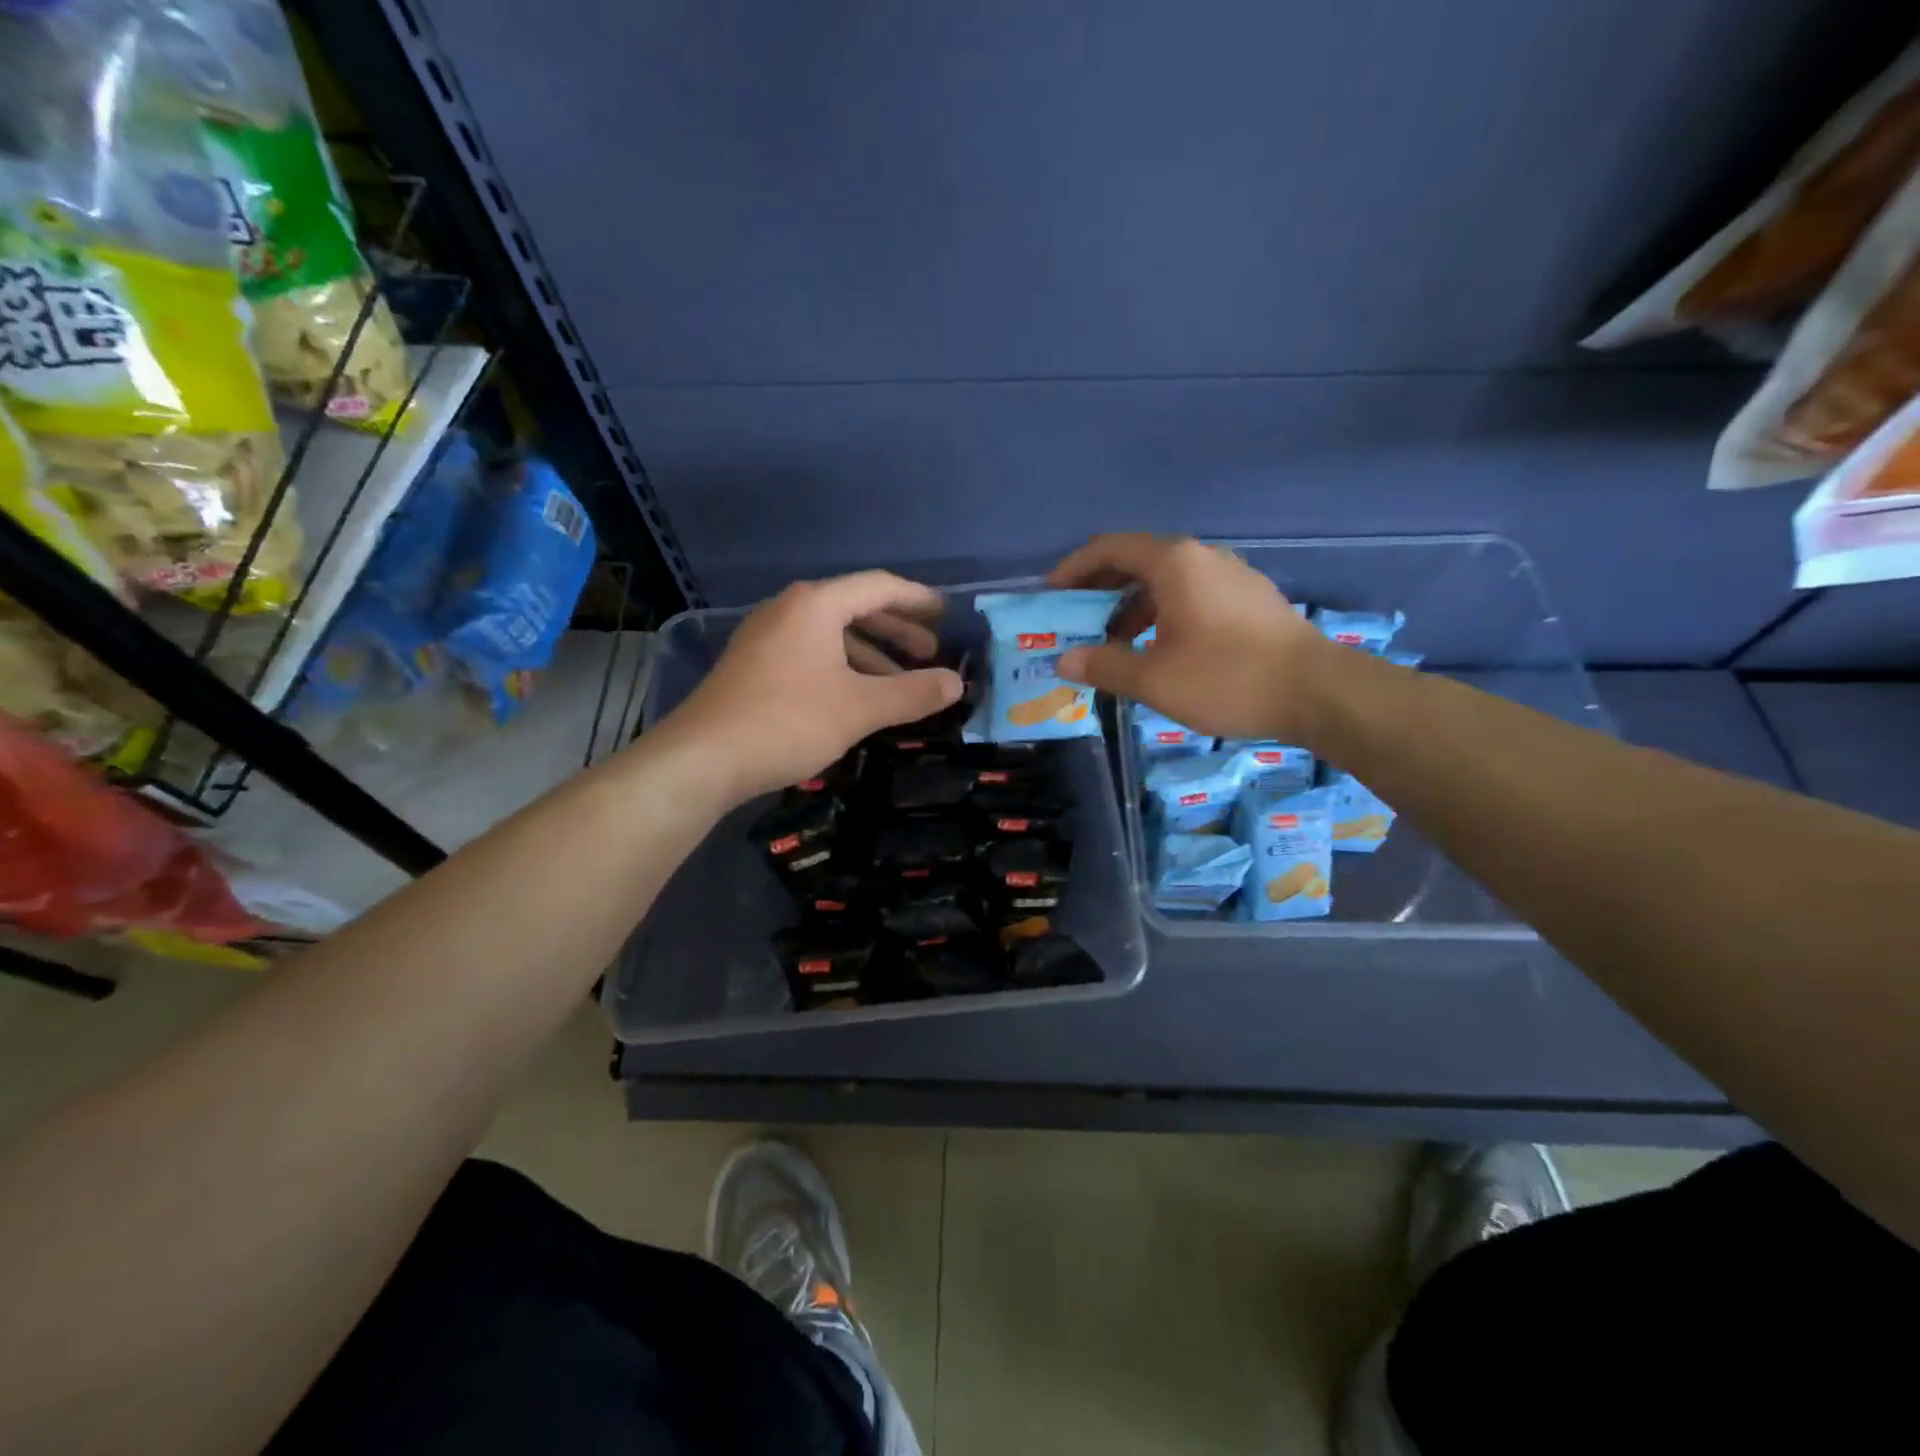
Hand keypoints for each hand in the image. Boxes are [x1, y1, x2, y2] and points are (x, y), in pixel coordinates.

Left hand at [661, 572, 963, 803]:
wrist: (702, 759)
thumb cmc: (788, 721)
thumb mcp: (860, 708)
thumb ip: (912, 693)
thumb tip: (957, 683)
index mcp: (816, 605)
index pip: (879, 587)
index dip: (917, 600)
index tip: (945, 614)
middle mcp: (789, 610)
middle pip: (854, 607)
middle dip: (896, 630)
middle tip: (929, 652)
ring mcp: (766, 637)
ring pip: (831, 635)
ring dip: (870, 654)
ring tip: (899, 682)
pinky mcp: (754, 665)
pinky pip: (811, 653)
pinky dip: (842, 667)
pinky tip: (855, 697)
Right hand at [1048, 534, 1330, 741]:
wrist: (1318, 692)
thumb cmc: (1227, 678)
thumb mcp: (1154, 679)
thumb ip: (1104, 666)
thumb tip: (1064, 661)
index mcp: (1173, 563)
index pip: (1108, 549)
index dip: (1073, 569)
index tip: (1050, 596)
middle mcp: (1201, 557)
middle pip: (1136, 561)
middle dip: (1099, 590)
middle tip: (1074, 621)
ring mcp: (1230, 576)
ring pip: (1165, 581)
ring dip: (1131, 607)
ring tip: (1113, 645)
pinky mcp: (1249, 599)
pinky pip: (1190, 595)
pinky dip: (1162, 614)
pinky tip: (1158, 650)